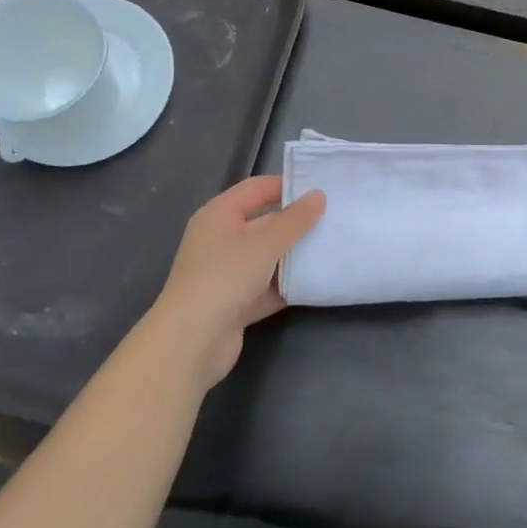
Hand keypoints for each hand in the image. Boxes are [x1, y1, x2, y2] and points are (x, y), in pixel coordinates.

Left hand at [149, 175, 324, 389]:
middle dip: (296, 224)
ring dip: (295, 256)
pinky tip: (317, 283)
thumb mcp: (265, 243)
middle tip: (335, 220)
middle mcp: (220, 239)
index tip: (322, 191)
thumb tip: (318, 195)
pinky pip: (267, 286)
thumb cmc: (225, 277)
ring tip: (332, 248)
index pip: (257, 188)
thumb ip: (295, 220)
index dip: (287, 186)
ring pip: (268, 257)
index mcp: (219, 215)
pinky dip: (287, 285)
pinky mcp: (235, 303)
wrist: (192, 341)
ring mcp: (227, 273)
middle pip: (264, 223)